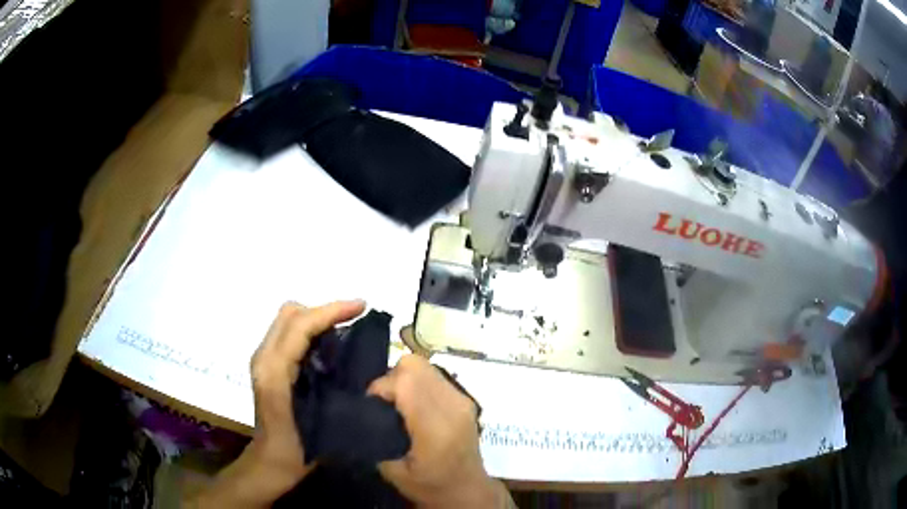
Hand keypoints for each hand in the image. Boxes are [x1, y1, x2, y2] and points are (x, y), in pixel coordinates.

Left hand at [190, 300, 364, 507]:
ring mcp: (263, 360)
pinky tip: (329, 346)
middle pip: (291, 313)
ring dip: (317, 318)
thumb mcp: (319, 425)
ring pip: (288, 320)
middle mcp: (264, 358)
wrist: (269, 463)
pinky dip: (310, 330)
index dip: (332, 311)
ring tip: (346, 329)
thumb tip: (360, 363)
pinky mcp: (266, 365)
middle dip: (324, 310)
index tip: (362, 306)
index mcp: (274, 371)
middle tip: (355, 319)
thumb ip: (332, 393)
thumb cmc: (295, 450)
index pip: (301, 326)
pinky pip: (288, 333)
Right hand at [368, 355, 509, 507]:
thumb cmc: (430, 486)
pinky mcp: (466, 399)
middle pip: (415, 365)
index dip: (381, 387)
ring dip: (405, 378)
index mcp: (435, 427)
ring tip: (398, 402)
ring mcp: (462, 400)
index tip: (371, 405)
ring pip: (425, 366)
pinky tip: (414, 405)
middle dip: (391, 377)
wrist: (467, 491)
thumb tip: (362, 413)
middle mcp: (452, 406)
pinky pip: (435, 376)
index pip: (405, 383)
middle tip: (383, 401)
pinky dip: (419, 383)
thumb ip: (376, 439)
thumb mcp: (394, 471)